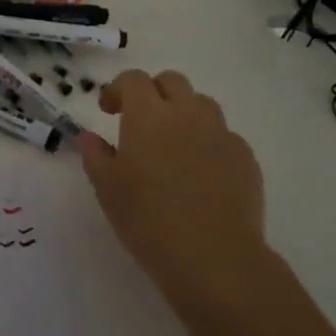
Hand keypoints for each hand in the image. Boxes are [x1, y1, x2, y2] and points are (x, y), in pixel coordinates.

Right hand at [78, 70, 269, 306]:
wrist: (213, 255)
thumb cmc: (148, 219)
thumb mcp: (107, 189)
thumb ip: (95, 156)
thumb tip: (90, 138)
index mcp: (148, 115)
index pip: (133, 80)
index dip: (117, 89)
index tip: (108, 111)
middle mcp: (187, 114)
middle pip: (171, 81)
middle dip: (153, 92)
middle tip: (140, 121)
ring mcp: (221, 133)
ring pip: (201, 104)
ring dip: (183, 113)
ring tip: (172, 145)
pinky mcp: (245, 157)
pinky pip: (223, 135)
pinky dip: (207, 142)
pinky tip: (200, 173)